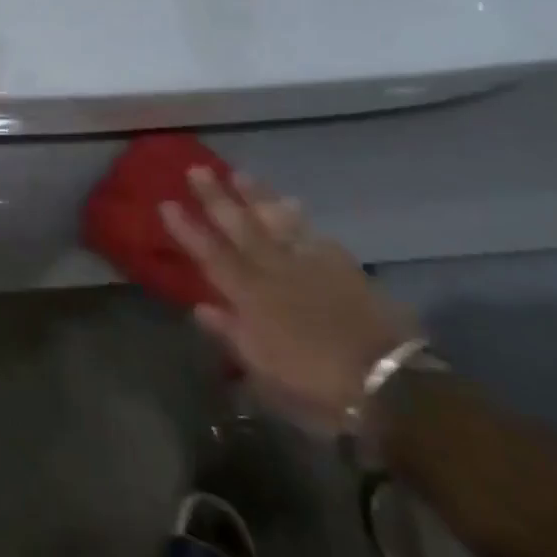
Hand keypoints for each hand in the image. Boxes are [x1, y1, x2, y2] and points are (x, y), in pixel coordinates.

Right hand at [162, 168, 420, 435]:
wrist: (389, 382)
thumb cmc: (317, 386)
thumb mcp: (264, 371)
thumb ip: (231, 334)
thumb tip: (202, 307)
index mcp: (251, 298)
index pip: (210, 255)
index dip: (188, 229)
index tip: (167, 203)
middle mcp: (274, 271)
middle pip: (239, 227)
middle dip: (215, 197)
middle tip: (197, 169)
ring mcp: (309, 263)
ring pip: (275, 220)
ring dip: (255, 195)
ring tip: (239, 173)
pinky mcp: (341, 265)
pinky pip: (313, 233)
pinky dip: (298, 217)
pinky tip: (291, 203)